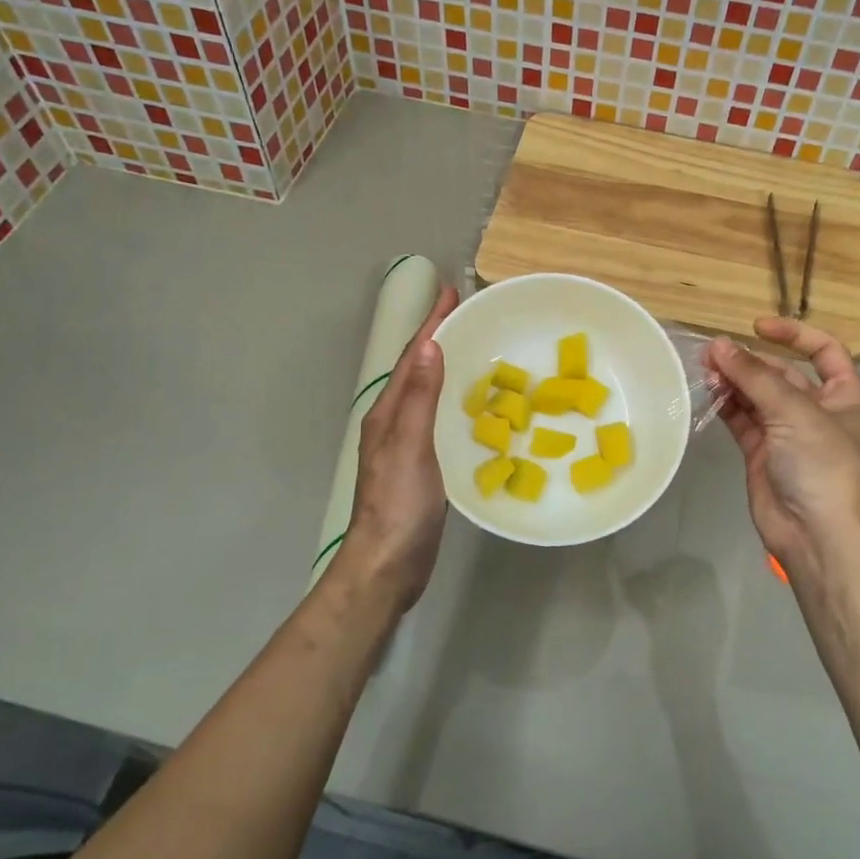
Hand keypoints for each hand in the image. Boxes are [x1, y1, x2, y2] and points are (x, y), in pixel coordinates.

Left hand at [337, 286, 458, 610]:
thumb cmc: (398, 507)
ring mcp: (406, 444)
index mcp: (388, 413)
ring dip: (446, 365)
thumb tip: (431, 346)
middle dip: (439, 336)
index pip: (413, 357)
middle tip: (467, 312)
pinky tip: (472, 405)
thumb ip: (420, 399)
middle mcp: (393, 422)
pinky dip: (453, 399)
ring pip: (428, 392)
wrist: (386, 566)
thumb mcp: (410, 449)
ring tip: (474, 348)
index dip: (431, 323)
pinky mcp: (421, 465)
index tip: (451, 292)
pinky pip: (438, 417)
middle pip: (418, 368)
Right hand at [707, 318, 859, 586]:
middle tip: (713, 353)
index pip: (823, 351)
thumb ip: (754, 376)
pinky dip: (726, 405)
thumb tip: (719, 345)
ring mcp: (788, 434)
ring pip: (757, 396)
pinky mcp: (762, 454)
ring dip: (734, 381)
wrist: (818, 535)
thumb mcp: (794, 412)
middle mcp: (818, 411)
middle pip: (782, 374)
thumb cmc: (823, 464)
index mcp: (845, 396)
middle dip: (750, 361)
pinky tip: (707, 393)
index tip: (757, 326)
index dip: (793, 334)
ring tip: (704, 370)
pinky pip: (742, 420)